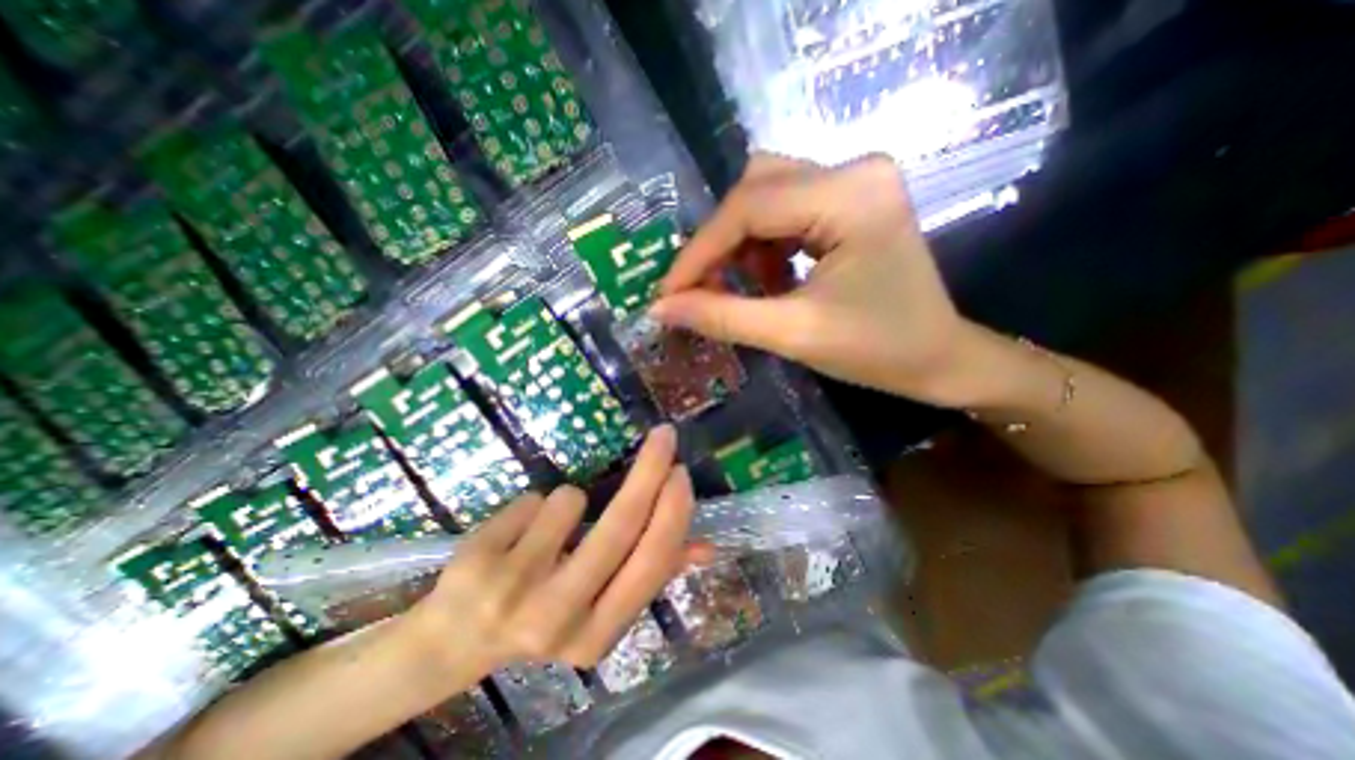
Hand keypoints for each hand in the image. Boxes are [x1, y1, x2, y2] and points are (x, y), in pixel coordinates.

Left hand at [406, 429, 691, 675]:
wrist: (455, 640)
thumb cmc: (543, 613)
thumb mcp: (599, 607)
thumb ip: (651, 574)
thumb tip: (706, 547)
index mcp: (598, 635)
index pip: (651, 563)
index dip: (673, 511)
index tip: (681, 471)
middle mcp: (557, 618)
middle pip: (620, 525)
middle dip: (650, 471)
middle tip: (664, 436)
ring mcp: (513, 590)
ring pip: (570, 501)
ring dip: (569, 500)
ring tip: (549, 529)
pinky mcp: (479, 561)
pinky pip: (533, 499)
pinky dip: (535, 505)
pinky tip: (517, 534)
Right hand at [651, 148, 979, 406]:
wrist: (938, 359)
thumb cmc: (877, 352)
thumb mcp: (793, 335)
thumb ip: (722, 317)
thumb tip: (660, 309)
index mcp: (850, 195)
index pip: (749, 208)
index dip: (699, 252)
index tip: (667, 294)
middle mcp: (854, 170)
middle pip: (754, 190)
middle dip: (719, 245)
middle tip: (701, 290)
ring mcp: (855, 181)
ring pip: (766, 196)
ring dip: (742, 245)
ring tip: (749, 289)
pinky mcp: (851, 200)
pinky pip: (786, 210)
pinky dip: (765, 246)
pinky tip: (772, 279)